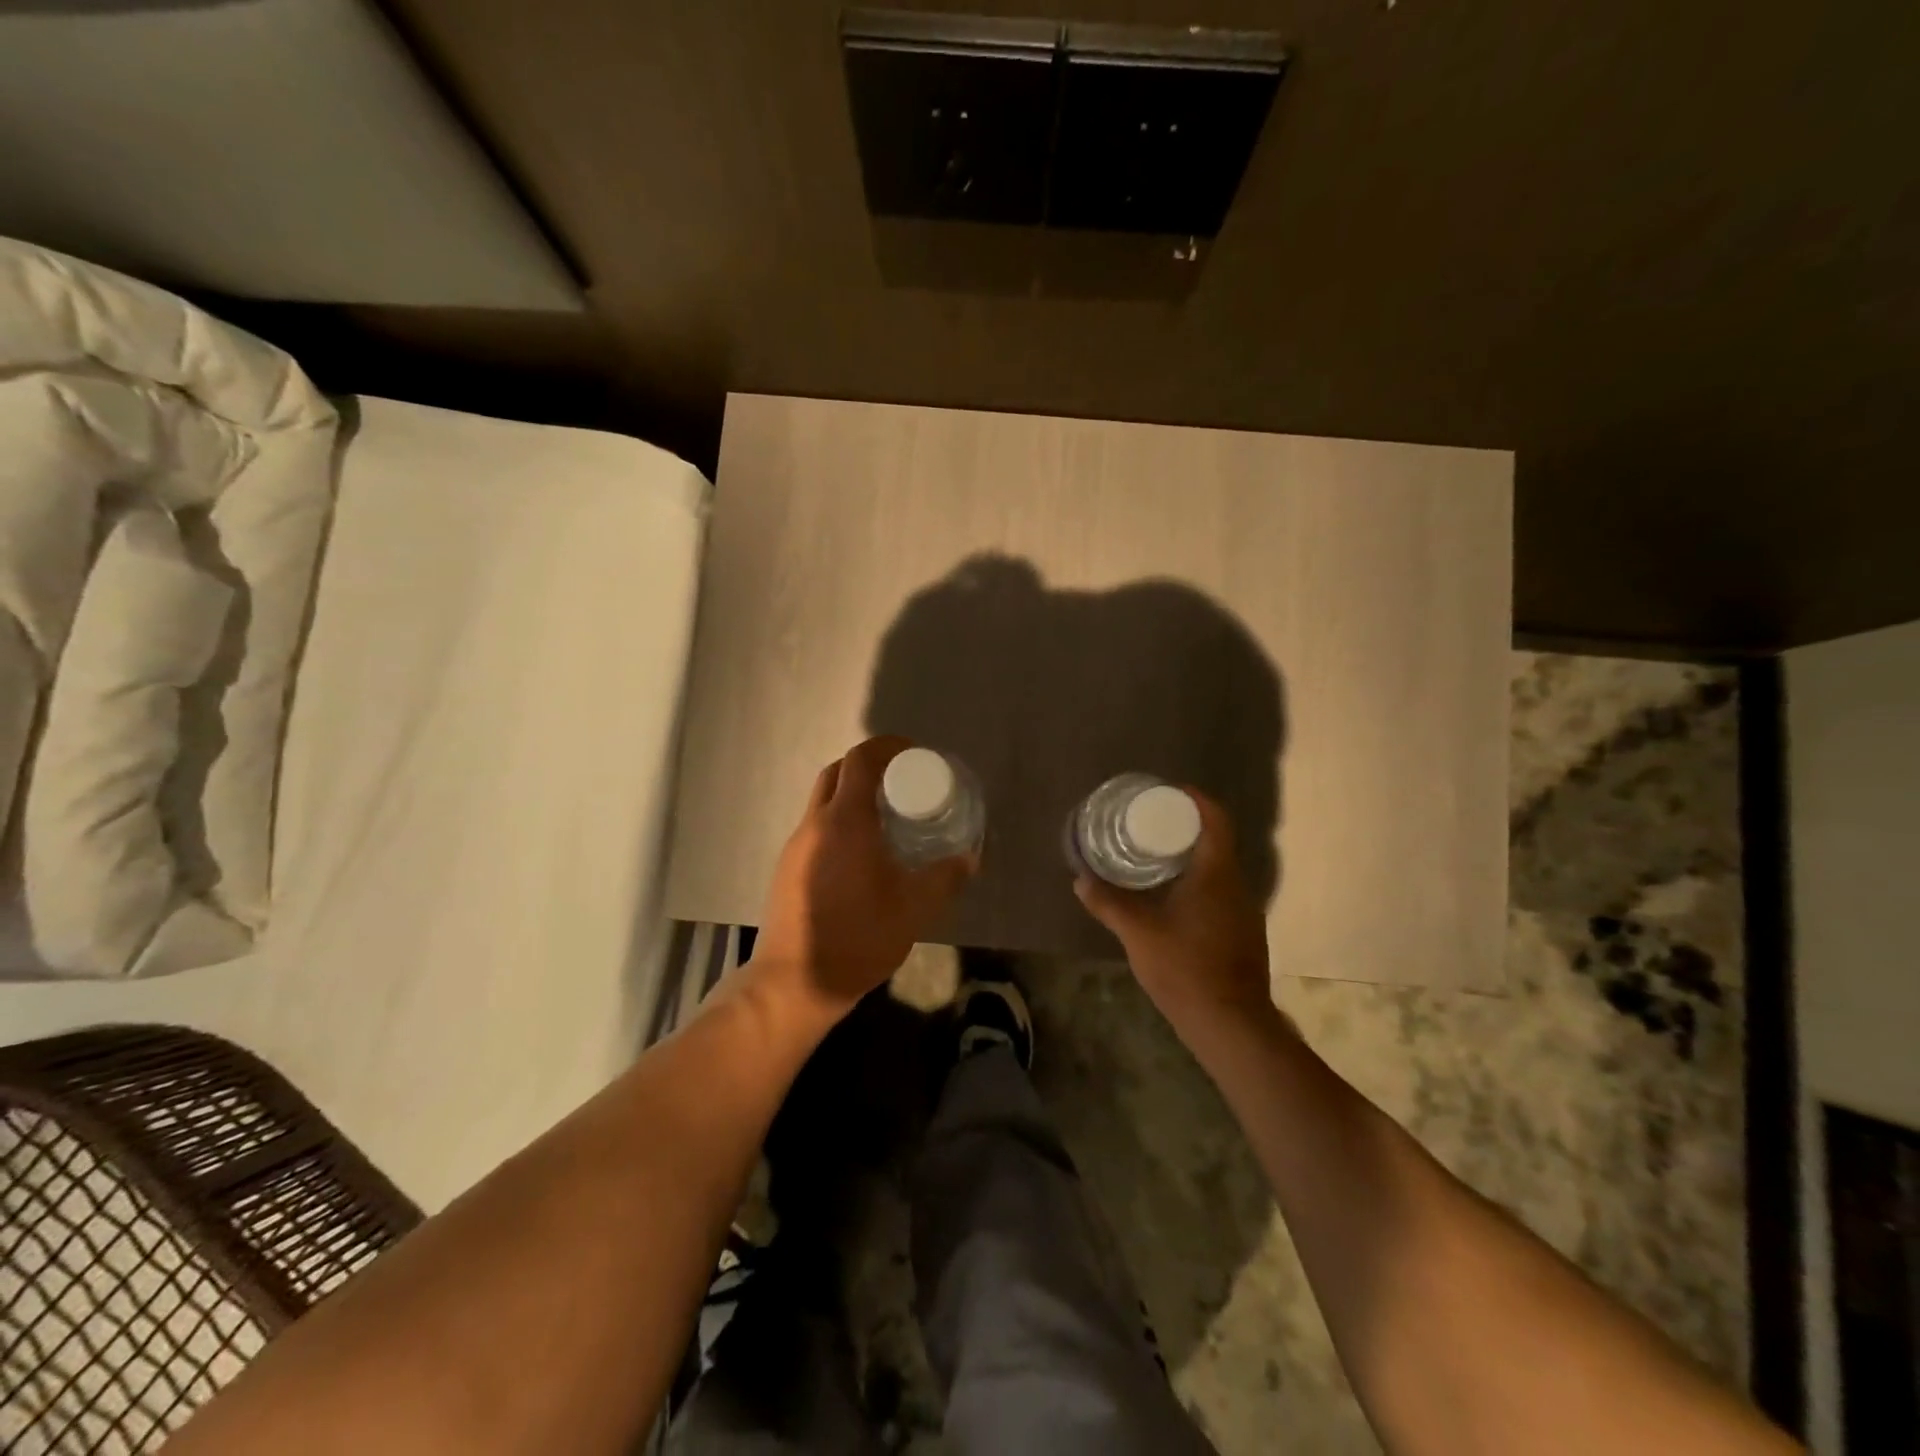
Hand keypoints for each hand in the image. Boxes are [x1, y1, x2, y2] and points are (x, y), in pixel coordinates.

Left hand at [750, 736, 976, 1022]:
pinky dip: (839, 820)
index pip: (860, 760)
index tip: (913, 754)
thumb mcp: (914, 908)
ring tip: (886, 815)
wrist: (794, 982)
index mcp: (844, 821)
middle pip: (837, 772)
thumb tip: (970, 858)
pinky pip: (815, 825)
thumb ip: (945, 878)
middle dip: (868, 766)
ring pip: (822, 800)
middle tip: (901, 782)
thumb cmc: (858, 937)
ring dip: (851, 793)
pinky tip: (861, 851)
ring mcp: (795, 845)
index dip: (887, 747)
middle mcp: (814, 823)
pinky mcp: (787, 867)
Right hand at [1074, 790, 1275, 1040]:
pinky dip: (1199, 884)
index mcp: (1216, 874)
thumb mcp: (1138, 932)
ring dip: (1193, 857)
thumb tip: (1080, 879)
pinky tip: (1174, 899)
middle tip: (1151, 824)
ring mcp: (1244, 911)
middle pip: (1216, 842)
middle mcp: (1237, 885)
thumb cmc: (1185, 968)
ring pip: (1219, 870)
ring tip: (1157, 857)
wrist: (1230, 1023)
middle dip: (1186, 828)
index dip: (1196, 801)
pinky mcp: (1243, 934)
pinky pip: (1221, 893)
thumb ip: (1108, 903)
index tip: (1171, 793)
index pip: (1216, 820)